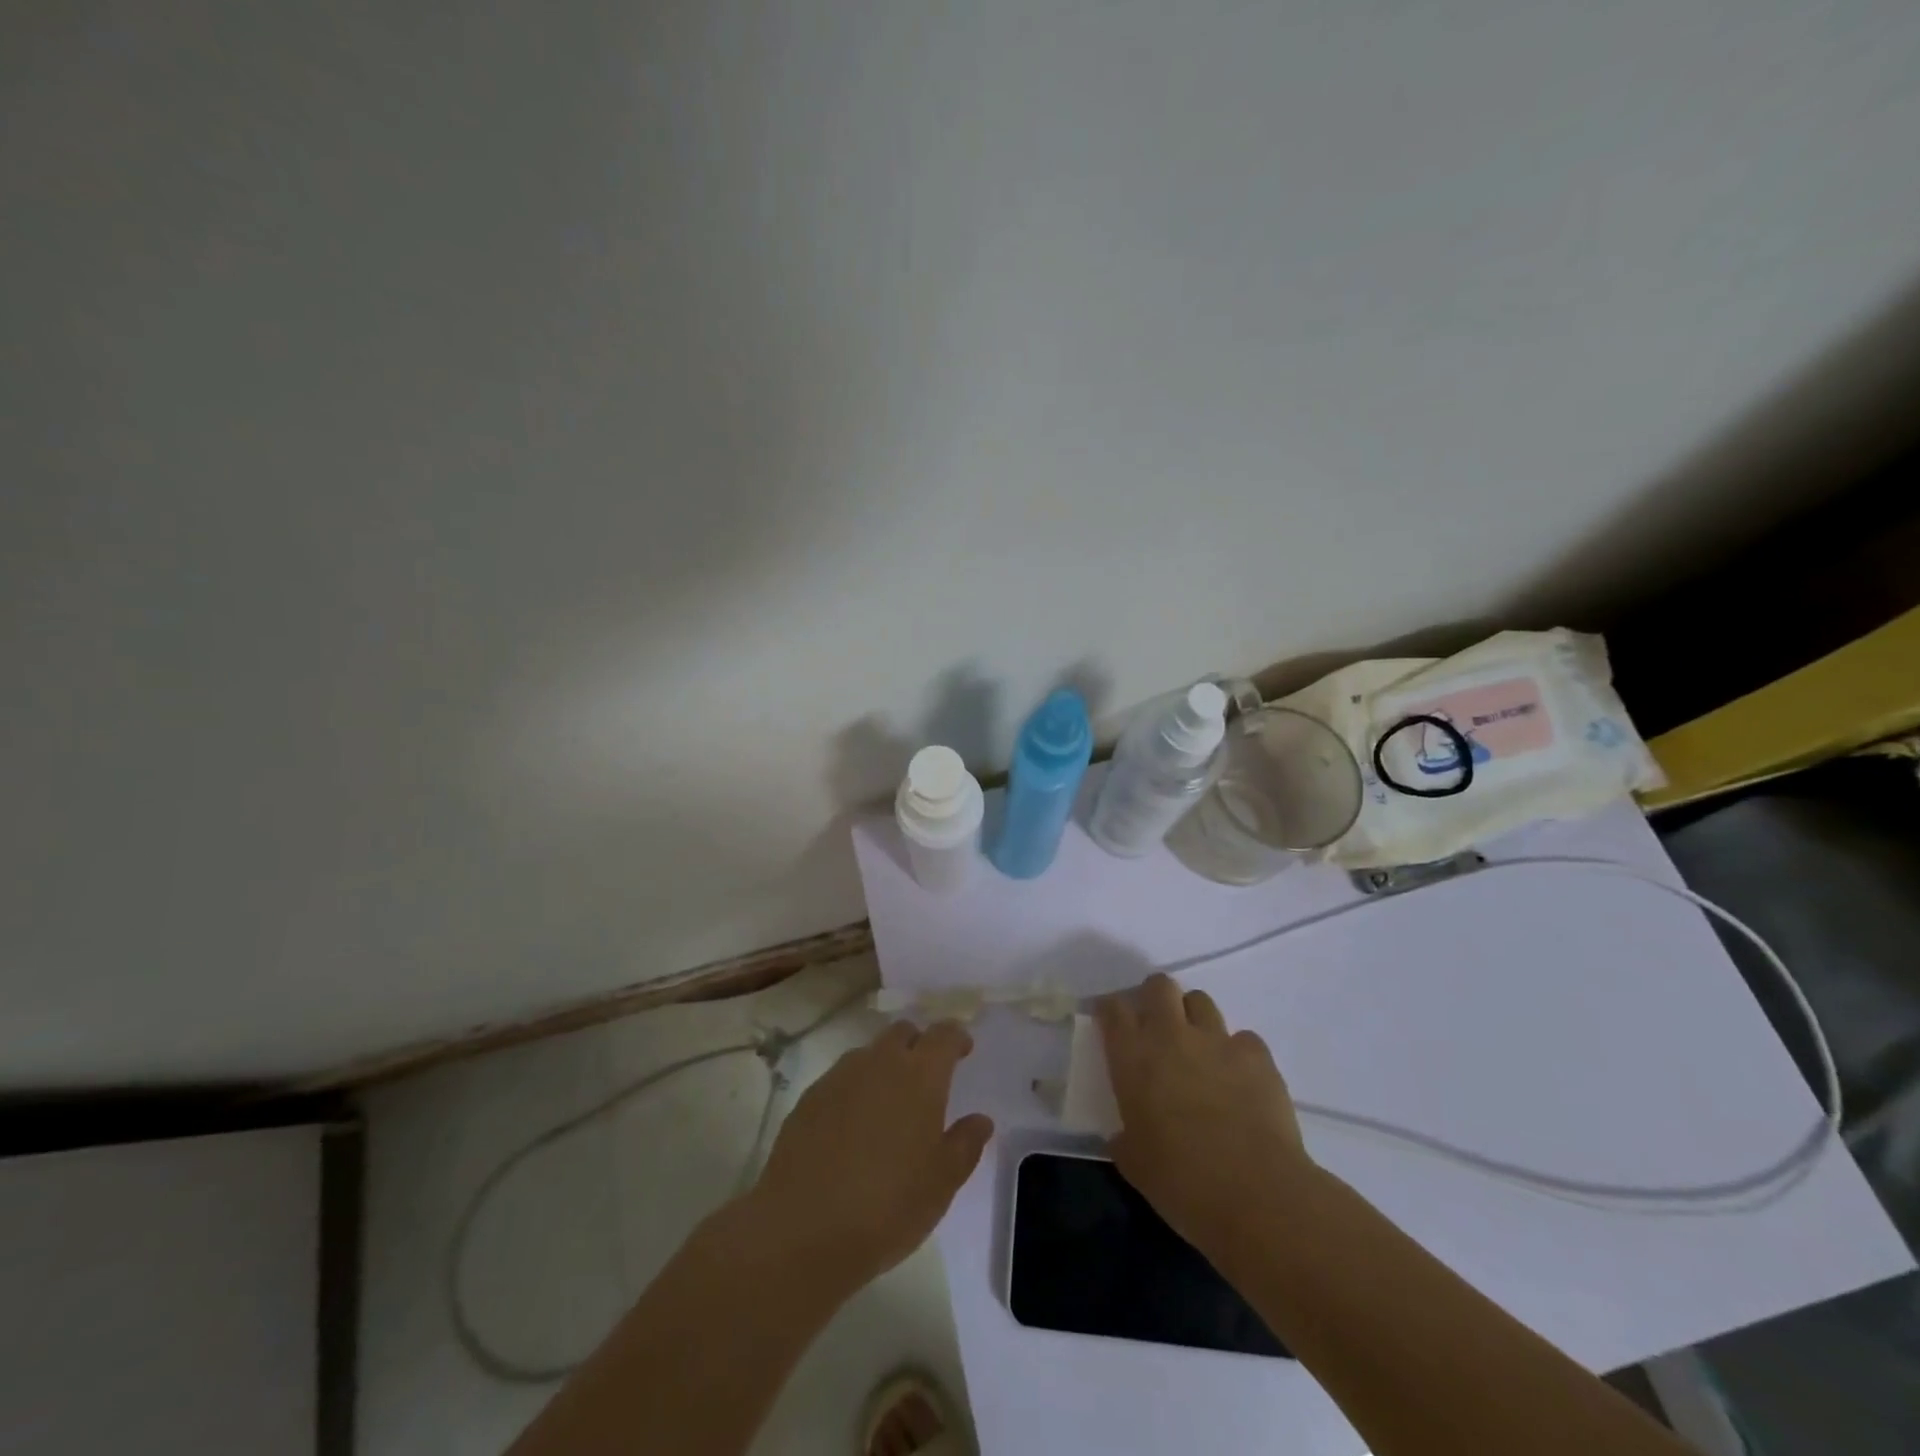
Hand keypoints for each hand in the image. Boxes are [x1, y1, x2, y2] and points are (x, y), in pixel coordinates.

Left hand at [745, 1020, 993, 1291]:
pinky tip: (851, 1127)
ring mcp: (839, 1077)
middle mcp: (880, 1063)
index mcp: (920, 1075)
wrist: (802, 1229)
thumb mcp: (941, 1183)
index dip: (956, 1037)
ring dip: (883, 1067)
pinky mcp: (809, 1098)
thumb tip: (980, 1120)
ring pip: (869, 1054)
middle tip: (926, 1077)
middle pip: (902, 1033)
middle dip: (918, 1045)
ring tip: (888, 1105)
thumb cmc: (888, 1206)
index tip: (963, 1050)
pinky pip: (840, 1079)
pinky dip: (854, 1090)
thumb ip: (965, 1144)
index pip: (943, 1035)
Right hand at [1097, 973, 1317, 1266]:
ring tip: (1199, 1050)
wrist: (1255, 1194)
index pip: (1113, 1008)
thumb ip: (1125, 1137)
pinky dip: (1237, 1052)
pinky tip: (1240, 1080)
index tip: (1111, 1024)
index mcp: (1133, 1056)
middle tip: (1157, 1027)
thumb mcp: (1134, 1162)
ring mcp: (1217, 1039)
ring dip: (1195, 1019)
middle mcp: (1171, 1034)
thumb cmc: (1181, 1182)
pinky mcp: (1256, 1054)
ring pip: (1201, 1001)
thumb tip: (1124, 1136)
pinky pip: (1243, 1039)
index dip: (1110, 1011)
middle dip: (1155, 998)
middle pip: (1159, 986)